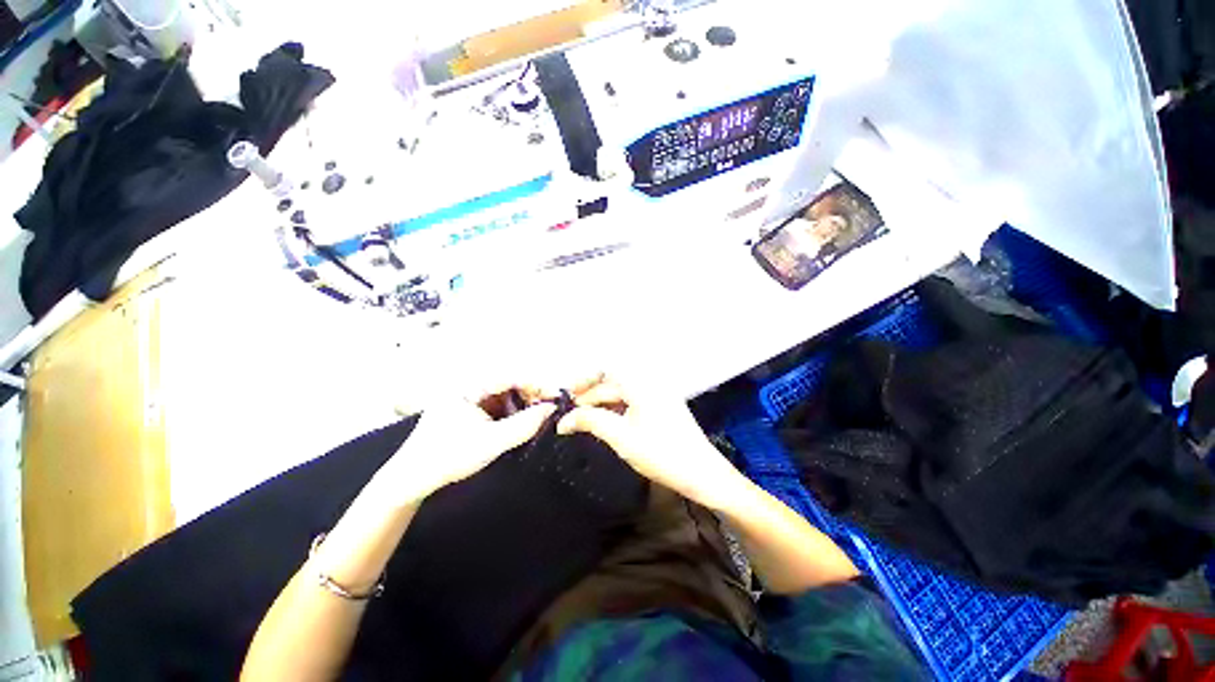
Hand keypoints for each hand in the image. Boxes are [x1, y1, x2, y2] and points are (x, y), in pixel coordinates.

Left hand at [376, 382, 556, 505]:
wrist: (410, 481)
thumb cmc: (449, 458)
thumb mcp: (491, 442)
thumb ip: (525, 425)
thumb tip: (552, 409)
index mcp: (470, 387)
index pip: (511, 377)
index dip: (537, 385)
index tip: (556, 396)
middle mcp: (469, 387)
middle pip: (509, 384)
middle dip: (531, 396)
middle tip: (549, 410)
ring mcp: (468, 399)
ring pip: (504, 395)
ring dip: (522, 405)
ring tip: (537, 418)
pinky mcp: (468, 411)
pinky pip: (496, 406)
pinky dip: (511, 413)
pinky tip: (520, 424)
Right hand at [556, 373, 745, 510]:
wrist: (702, 474)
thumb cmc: (660, 453)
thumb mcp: (621, 437)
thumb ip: (591, 421)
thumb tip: (564, 420)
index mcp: (641, 383)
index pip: (604, 373)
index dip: (583, 385)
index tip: (566, 400)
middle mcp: (650, 383)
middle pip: (613, 382)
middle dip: (590, 396)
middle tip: (572, 414)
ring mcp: (658, 395)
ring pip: (622, 393)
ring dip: (602, 403)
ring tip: (585, 420)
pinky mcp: (662, 408)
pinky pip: (633, 402)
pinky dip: (617, 409)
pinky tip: (607, 423)